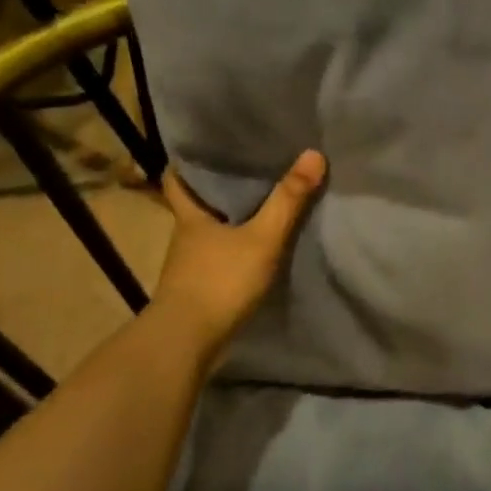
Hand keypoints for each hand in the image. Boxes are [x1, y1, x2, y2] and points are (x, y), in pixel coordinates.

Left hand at [148, 150, 326, 363]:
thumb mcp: (262, 237)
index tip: (203, 148)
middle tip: (246, 169)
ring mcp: (189, 266)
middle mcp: (185, 237)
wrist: (187, 342)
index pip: (177, 180)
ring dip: (227, 220)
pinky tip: (255, 249)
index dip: (187, 163)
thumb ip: (288, 199)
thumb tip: (313, 153)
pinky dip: (233, 249)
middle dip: (216, 189)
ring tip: (259, 205)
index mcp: (191, 216)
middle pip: (196, 204)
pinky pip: (218, 257)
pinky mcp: (198, 289)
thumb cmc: (220, 280)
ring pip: (208, 232)